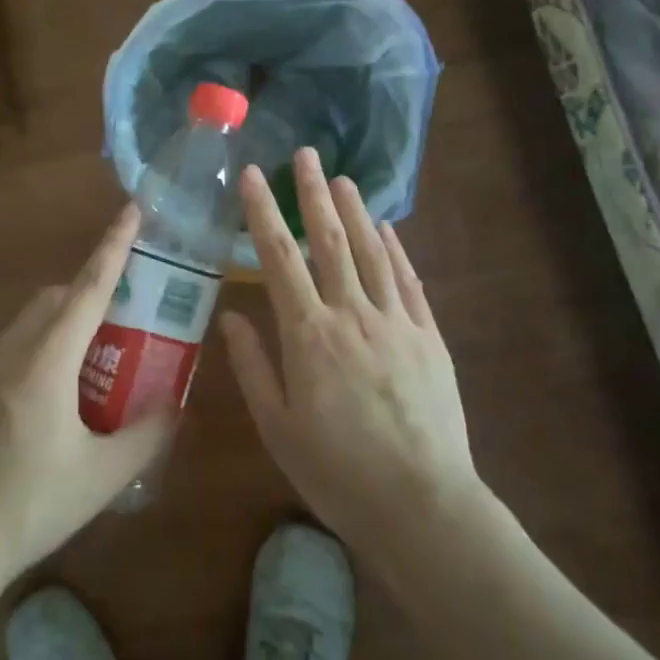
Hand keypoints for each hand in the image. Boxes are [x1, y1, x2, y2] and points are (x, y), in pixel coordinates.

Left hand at [0, 206, 173, 581]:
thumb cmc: (30, 505)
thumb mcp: (103, 475)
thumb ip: (147, 434)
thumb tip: (176, 406)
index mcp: (48, 359)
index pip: (89, 286)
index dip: (114, 245)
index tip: (132, 210)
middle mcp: (12, 348)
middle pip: (57, 297)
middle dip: (90, 292)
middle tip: (124, 322)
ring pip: (31, 320)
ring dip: (64, 322)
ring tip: (92, 366)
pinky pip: (12, 346)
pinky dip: (40, 348)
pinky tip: (50, 401)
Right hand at [221, 148, 478, 557]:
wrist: (422, 505)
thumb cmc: (337, 472)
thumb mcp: (278, 428)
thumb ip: (253, 366)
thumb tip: (230, 317)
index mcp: (308, 334)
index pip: (279, 257)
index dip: (263, 211)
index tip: (252, 175)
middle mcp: (351, 314)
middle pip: (329, 240)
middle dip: (312, 193)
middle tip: (304, 154)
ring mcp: (395, 321)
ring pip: (372, 251)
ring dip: (355, 210)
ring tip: (342, 178)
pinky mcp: (428, 336)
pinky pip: (408, 280)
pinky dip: (396, 248)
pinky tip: (388, 228)